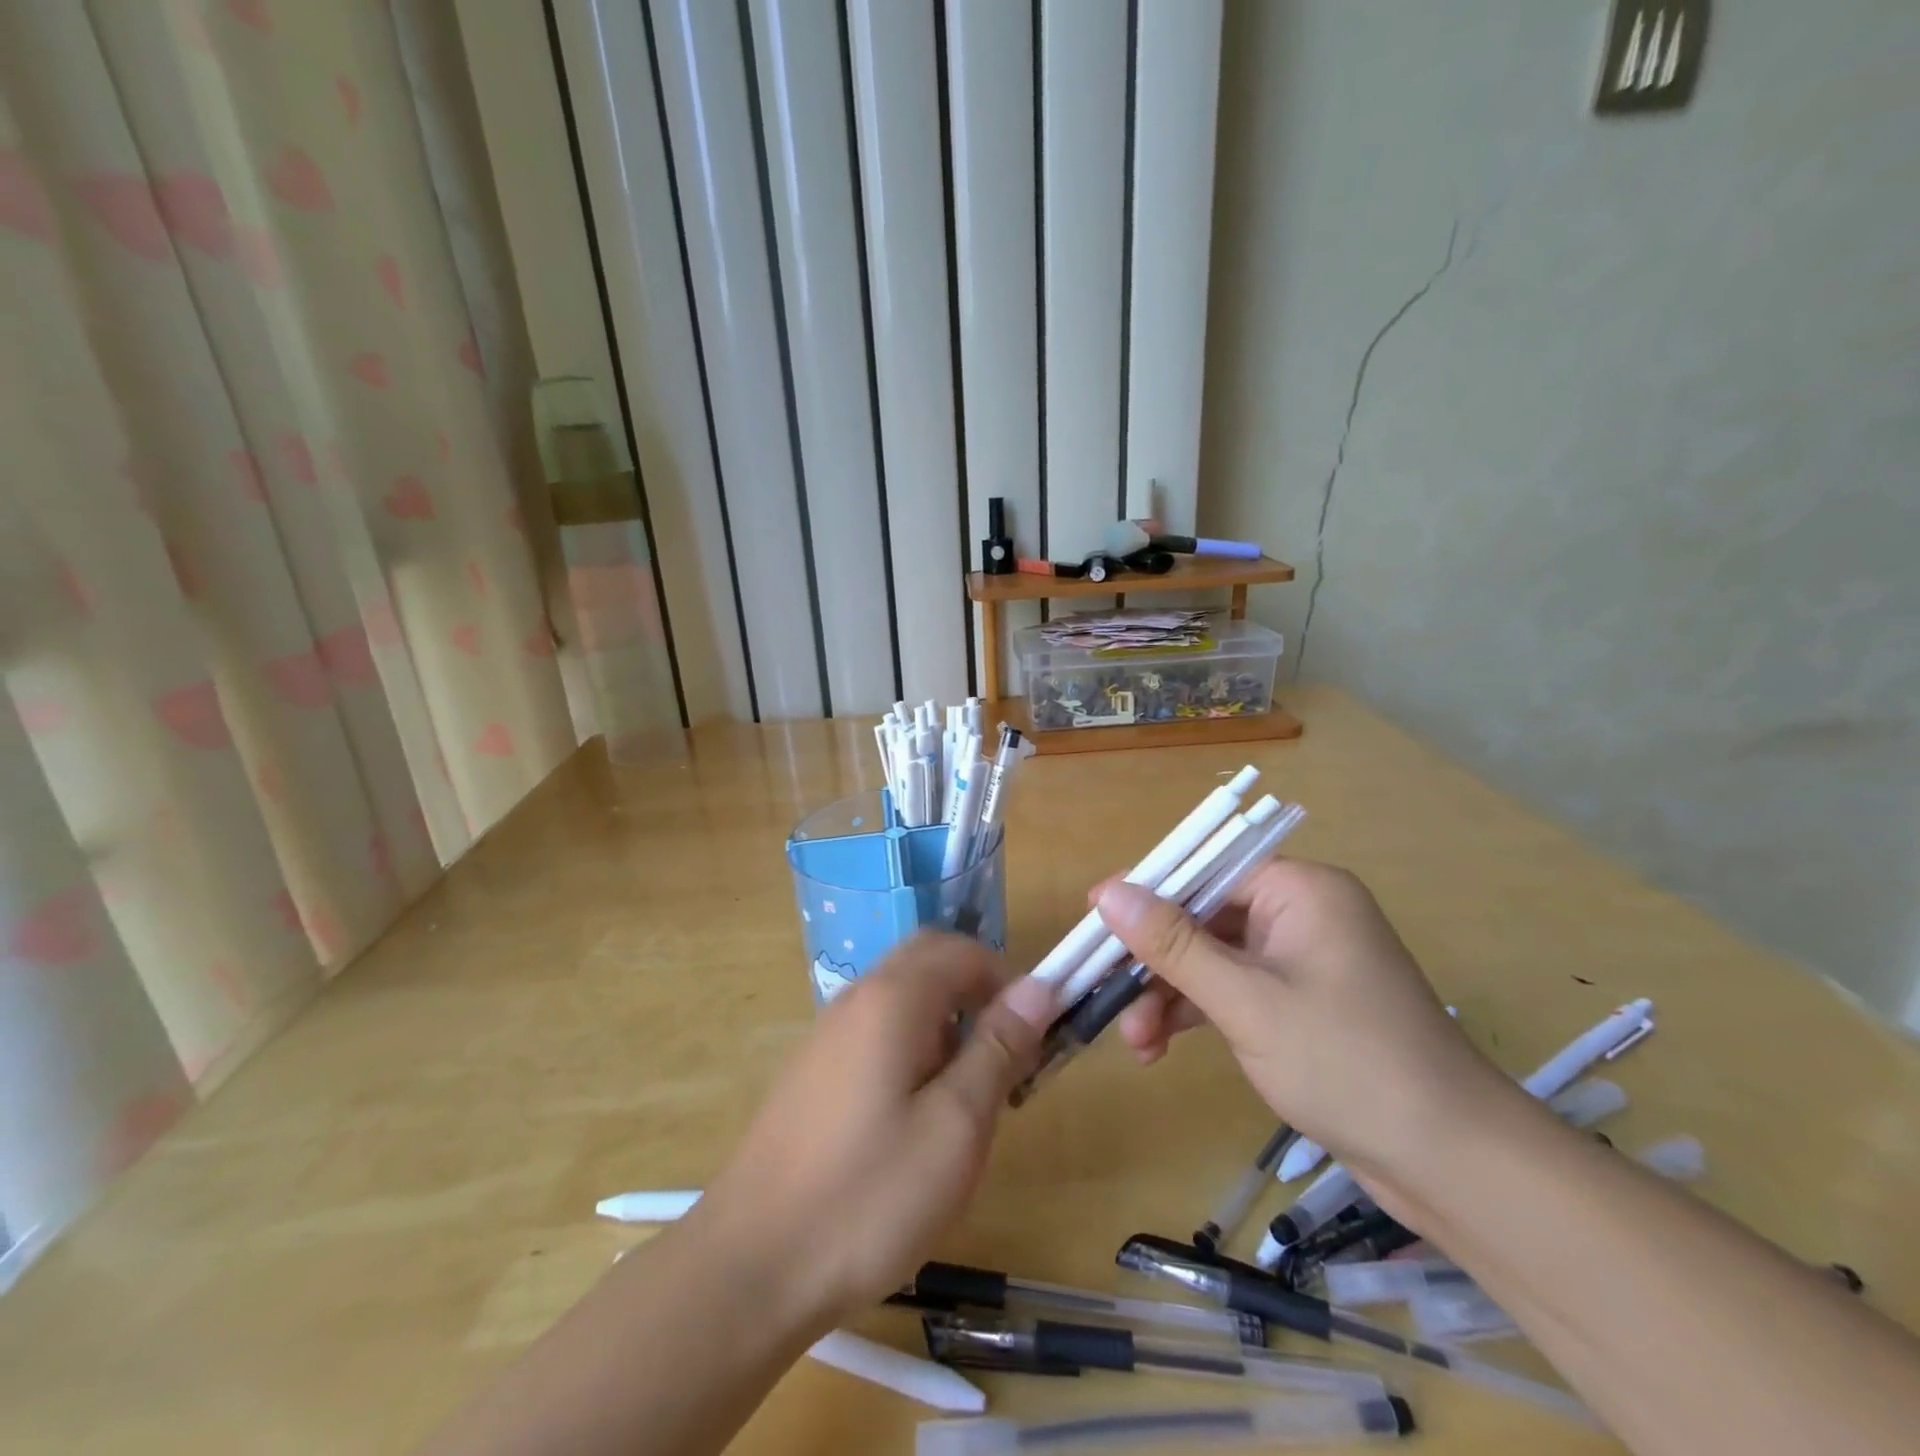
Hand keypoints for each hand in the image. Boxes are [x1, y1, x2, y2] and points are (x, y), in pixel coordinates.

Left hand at [694, 933, 1052, 1331]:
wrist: (751, 1266)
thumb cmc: (869, 1196)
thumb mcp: (957, 1126)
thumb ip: (998, 1048)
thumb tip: (1039, 986)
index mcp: (893, 998)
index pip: (961, 949)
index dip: (1006, 979)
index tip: (1031, 1035)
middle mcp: (857, 998)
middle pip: (927, 963)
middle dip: (975, 994)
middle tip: (1002, 1059)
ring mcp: (827, 1034)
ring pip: (901, 999)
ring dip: (944, 1025)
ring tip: (963, 1100)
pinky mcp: (812, 1071)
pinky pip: (874, 1032)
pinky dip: (910, 1049)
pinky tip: (911, 1120)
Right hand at [1094, 861, 1515, 1188]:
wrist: (1453, 1166)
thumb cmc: (1347, 1064)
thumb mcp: (1246, 1002)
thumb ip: (1173, 945)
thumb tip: (1106, 892)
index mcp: (1300, 890)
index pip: (1206, 872)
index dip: (1147, 897)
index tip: (1094, 927)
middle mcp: (1302, 913)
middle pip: (1204, 918)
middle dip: (1156, 963)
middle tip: (1110, 1001)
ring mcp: (1303, 961)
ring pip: (1213, 959)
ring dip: (1170, 995)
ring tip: (1136, 1043)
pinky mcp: (1302, 1003)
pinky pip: (1234, 990)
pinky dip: (1198, 1013)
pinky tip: (1161, 1047)